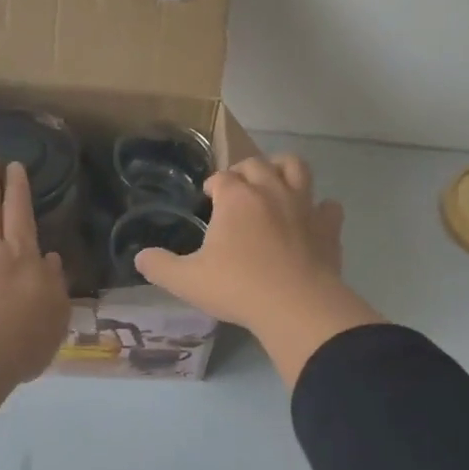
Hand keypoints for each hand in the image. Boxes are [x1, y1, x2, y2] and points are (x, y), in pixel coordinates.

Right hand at [134, 154, 381, 388]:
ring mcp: (303, 206)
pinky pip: (328, 206)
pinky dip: (320, 209)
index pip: (222, 177)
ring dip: (284, 169)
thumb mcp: (187, 281)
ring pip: (296, 168)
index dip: (214, 184)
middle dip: (244, 171)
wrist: (296, 306)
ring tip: (275, 183)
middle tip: (237, 190)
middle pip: (256, 164)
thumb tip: (139, 257)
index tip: (209, 198)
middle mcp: (270, 191)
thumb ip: (160, 267)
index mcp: (236, 198)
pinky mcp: (328, 226)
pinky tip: (312, 220)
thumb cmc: (238, 288)